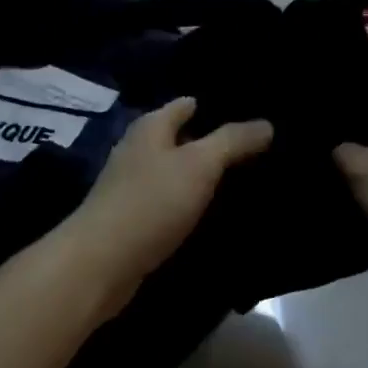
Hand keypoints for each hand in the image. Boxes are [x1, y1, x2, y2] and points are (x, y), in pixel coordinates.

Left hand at [64, 98, 272, 309]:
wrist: (101, 264)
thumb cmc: (151, 202)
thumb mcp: (200, 165)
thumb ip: (233, 141)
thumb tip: (266, 124)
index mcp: (151, 126)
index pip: (187, 104)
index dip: (216, 105)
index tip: (251, 112)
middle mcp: (138, 149)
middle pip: (182, 137)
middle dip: (213, 140)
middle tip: (258, 147)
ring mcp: (132, 185)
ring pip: (177, 170)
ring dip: (203, 174)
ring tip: (245, 177)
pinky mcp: (133, 218)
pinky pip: (170, 200)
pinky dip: (191, 201)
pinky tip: (214, 211)